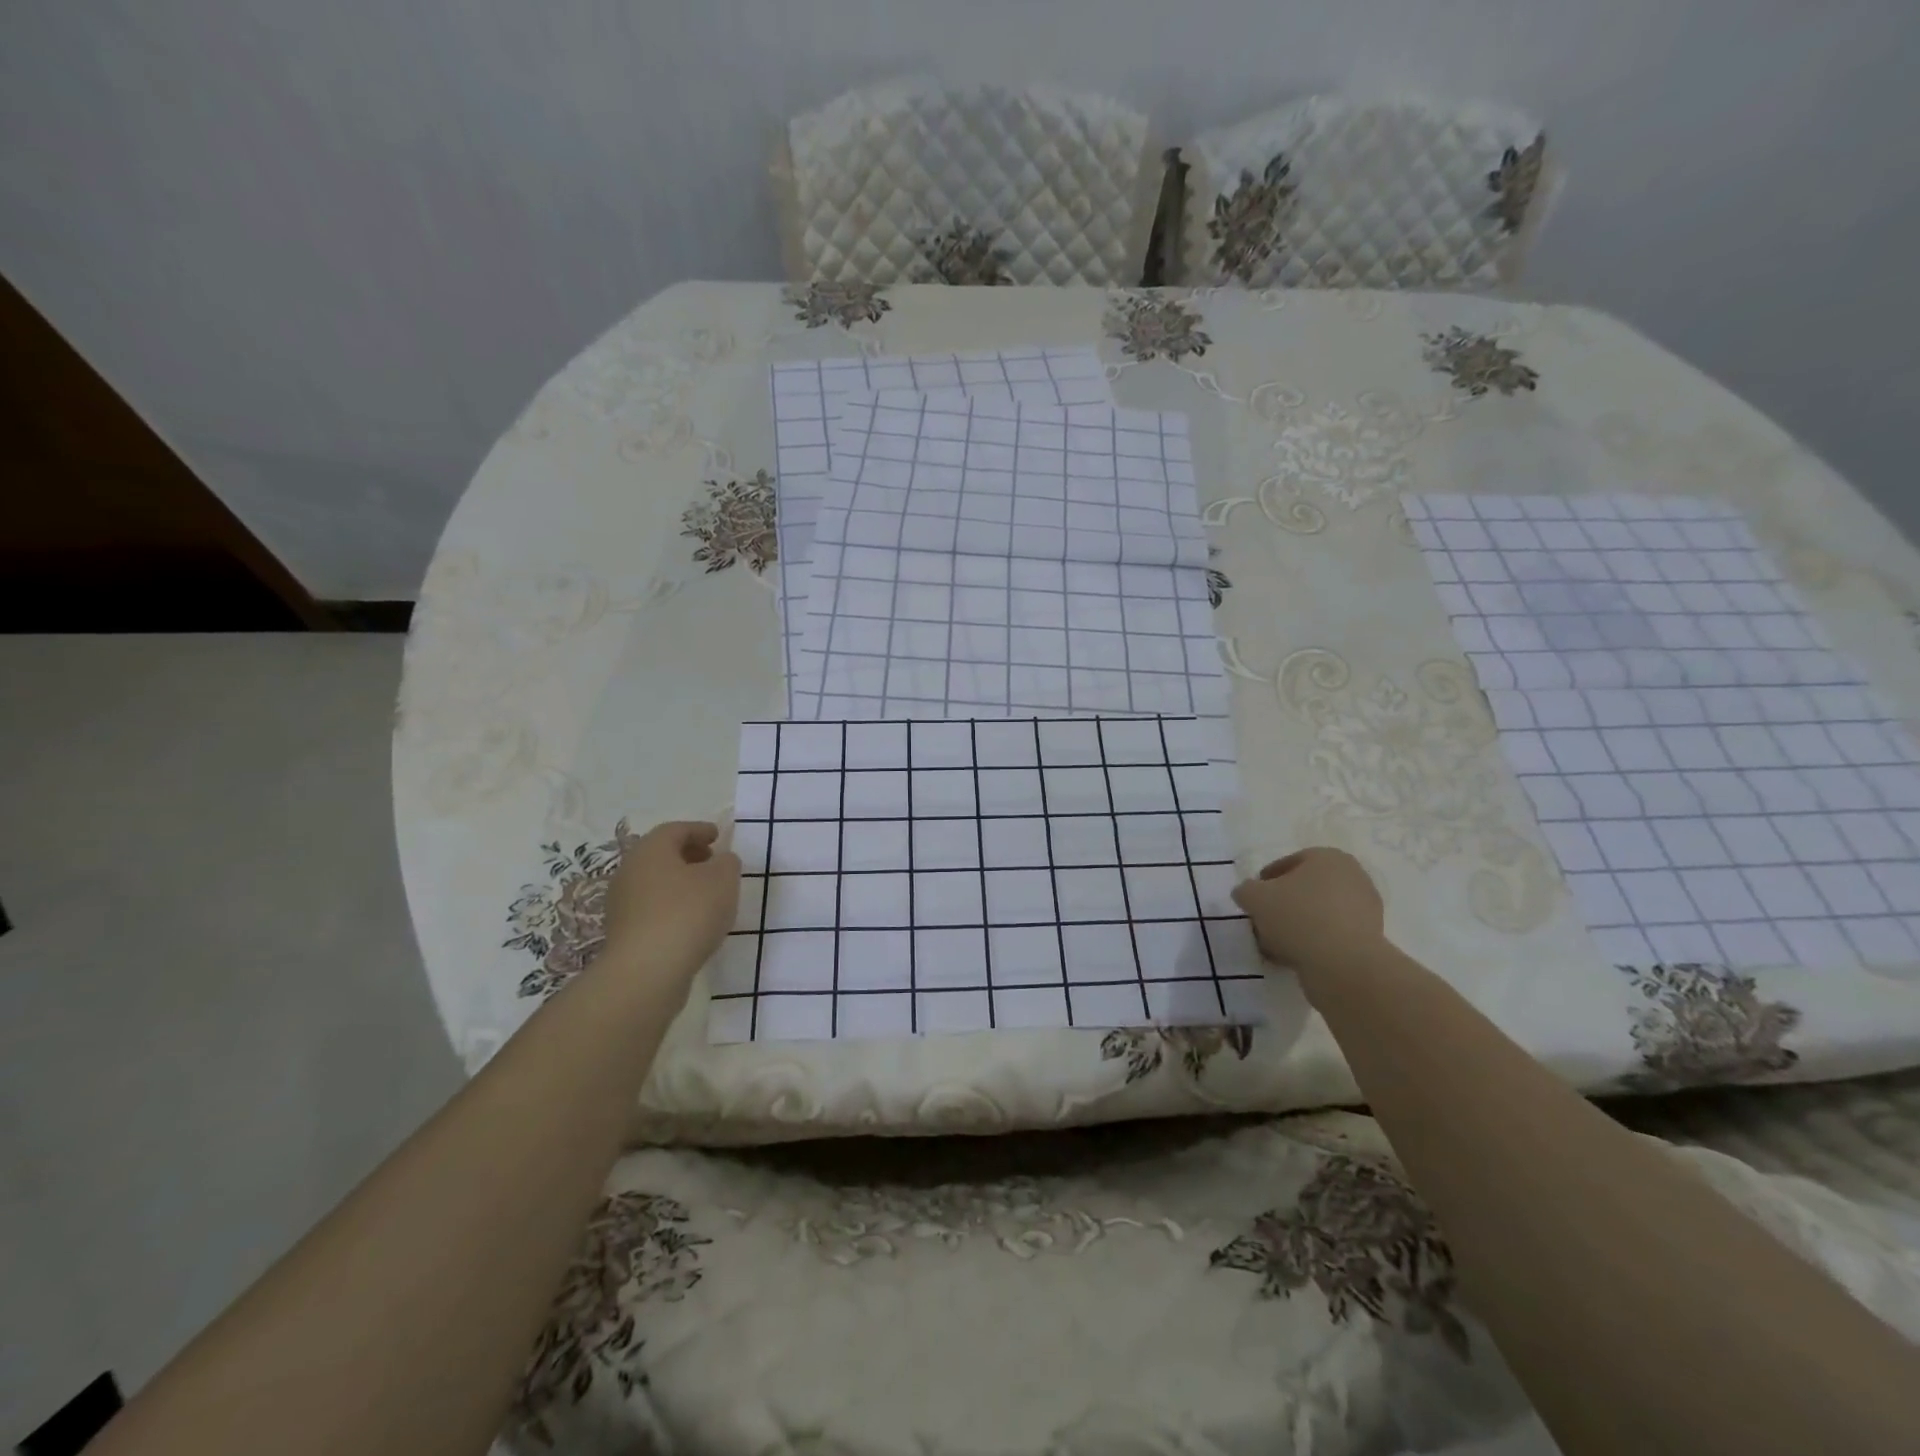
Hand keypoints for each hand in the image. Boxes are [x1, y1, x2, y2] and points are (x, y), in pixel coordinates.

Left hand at [600, 821, 740, 984]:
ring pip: (655, 883)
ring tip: (707, 894)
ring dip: (680, 883)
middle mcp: (629, 871)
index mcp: (650, 850)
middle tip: (713, 861)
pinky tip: (692, 921)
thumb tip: (720, 862)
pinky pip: (652, 909)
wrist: (647, 972)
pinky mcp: (624, 933)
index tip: (718, 836)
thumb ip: (727, 863)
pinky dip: (672, 906)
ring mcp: (622, 904)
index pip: (675, 830)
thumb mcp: (723, 879)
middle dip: (689, 855)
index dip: (699, 830)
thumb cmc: (688, 913)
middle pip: (661, 855)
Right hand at [1232, 847, 1384, 969]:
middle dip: (1284, 904)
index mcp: (1328, 857)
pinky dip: (1314, 943)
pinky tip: (1295, 957)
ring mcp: (1366, 909)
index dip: (1265, 881)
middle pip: (1306, 889)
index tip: (1252, 900)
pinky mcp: (1371, 939)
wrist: (1344, 964)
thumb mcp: (1254, 897)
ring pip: (1320, 913)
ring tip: (1275, 946)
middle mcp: (1353, 877)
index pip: (1288, 864)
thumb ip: (1246, 890)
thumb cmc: (1297, 917)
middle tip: (1264, 922)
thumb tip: (1248, 893)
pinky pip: (1333, 935)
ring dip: (1298, 926)